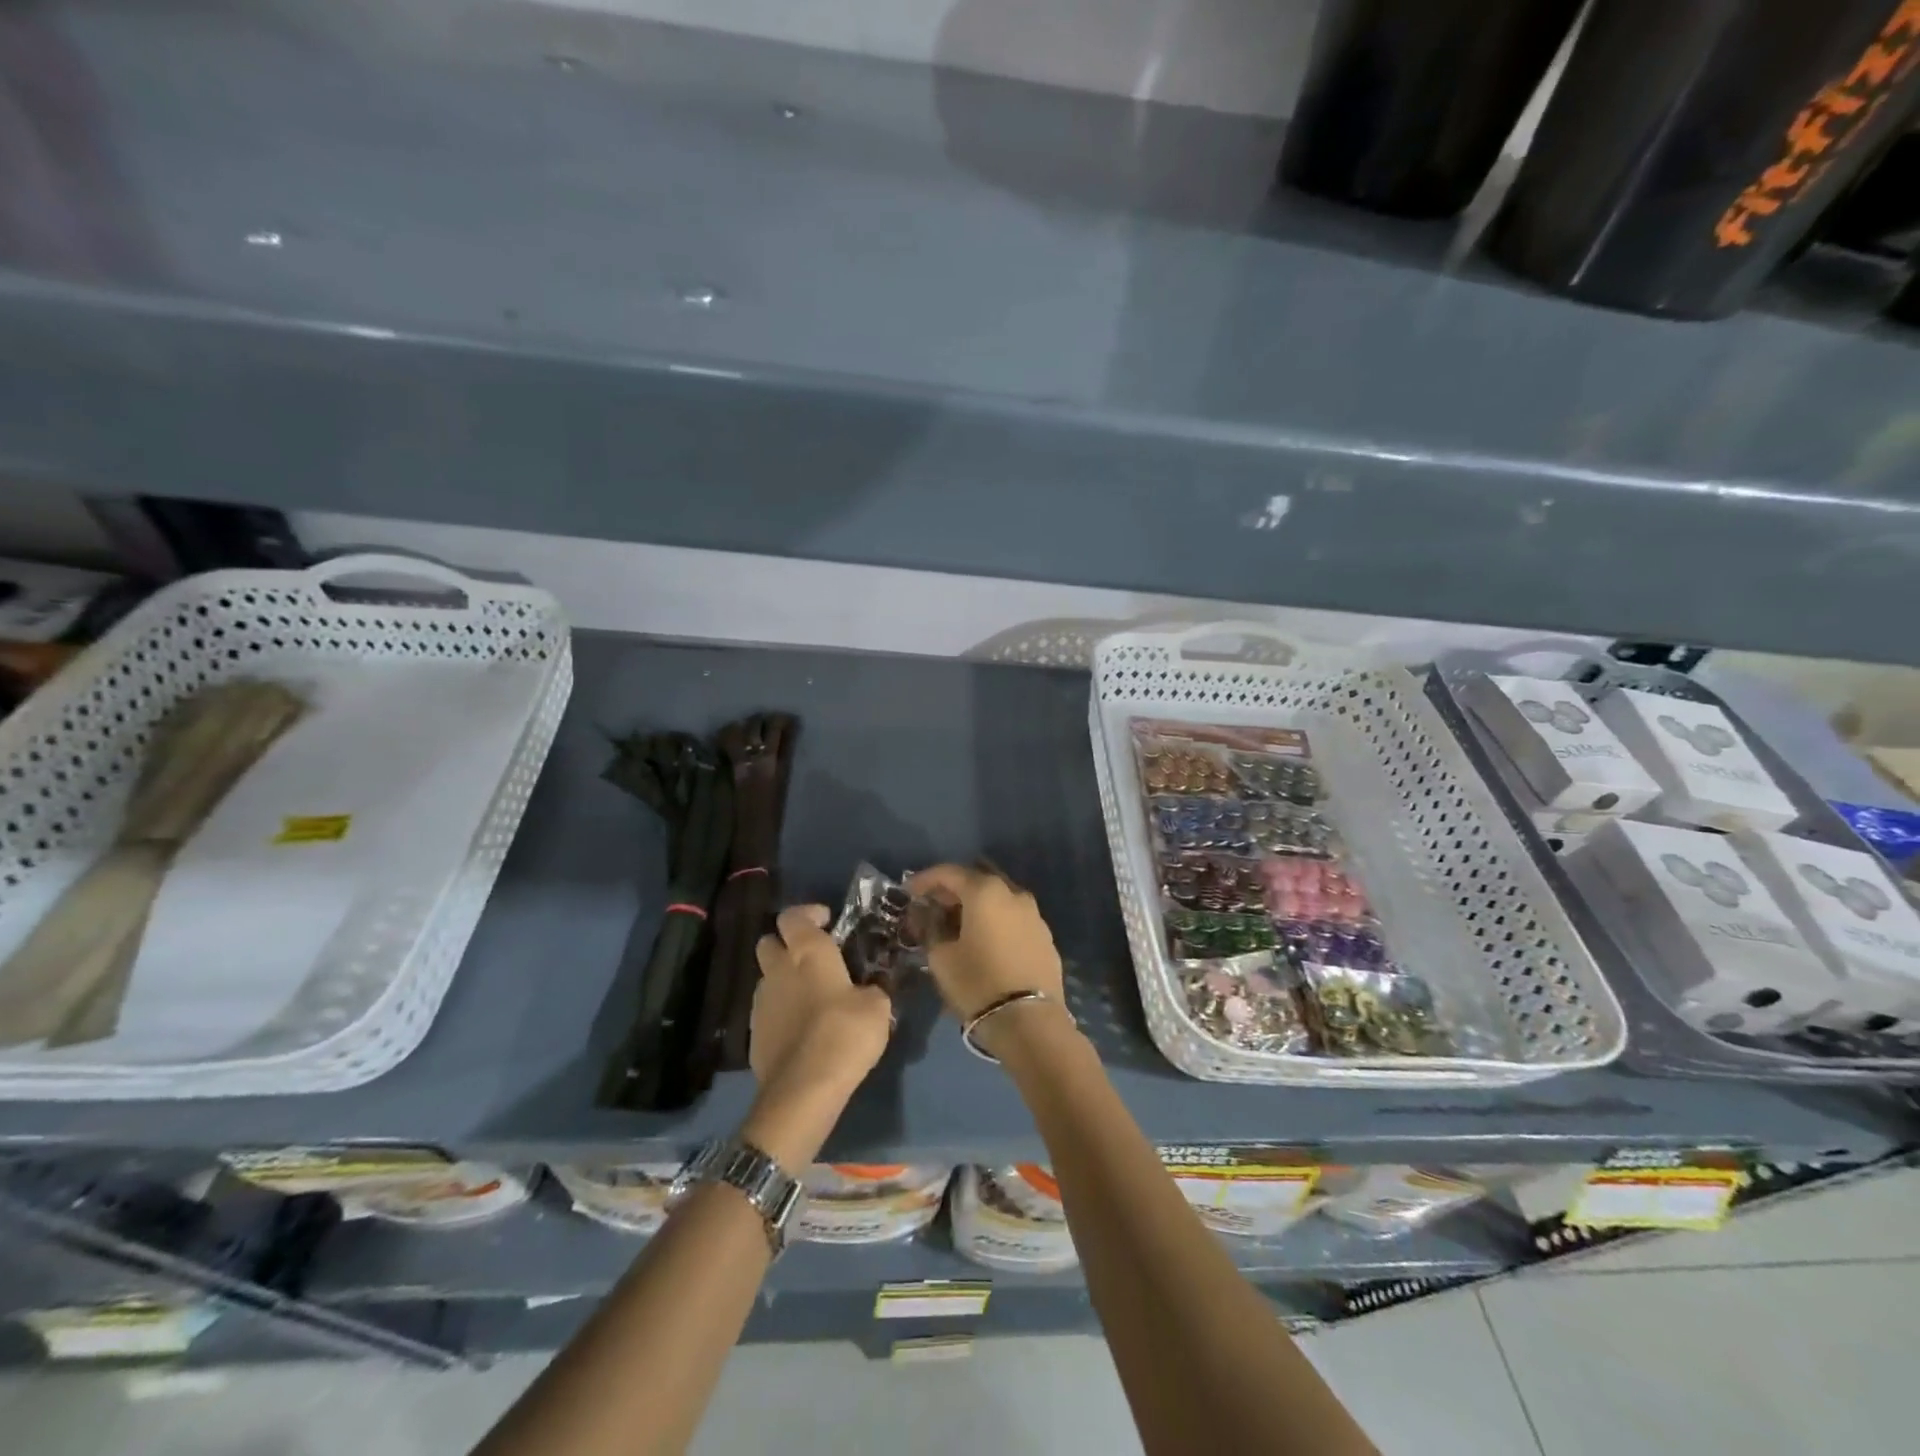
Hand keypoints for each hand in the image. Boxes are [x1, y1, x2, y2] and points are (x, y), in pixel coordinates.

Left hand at [749, 904, 893, 1099]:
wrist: (804, 1088)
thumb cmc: (845, 1033)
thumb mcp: (877, 1007)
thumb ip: (871, 989)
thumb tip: (868, 990)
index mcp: (807, 952)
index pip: (793, 915)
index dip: (808, 914)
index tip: (827, 922)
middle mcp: (778, 969)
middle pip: (769, 941)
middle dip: (787, 943)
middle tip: (813, 957)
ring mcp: (761, 1002)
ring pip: (767, 977)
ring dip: (784, 979)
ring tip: (811, 998)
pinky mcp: (753, 1033)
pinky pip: (767, 1010)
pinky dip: (781, 1011)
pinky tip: (802, 1029)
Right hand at [906, 864, 1064, 1021]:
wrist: (1030, 1022)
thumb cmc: (978, 983)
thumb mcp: (941, 957)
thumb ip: (930, 928)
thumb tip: (926, 914)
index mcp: (985, 892)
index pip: (949, 873)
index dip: (925, 879)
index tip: (908, 891)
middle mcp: (1013, 894)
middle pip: (976, 882)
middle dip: (951, 891)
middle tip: (931, 907)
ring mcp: (1034, 915)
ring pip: (998, 900)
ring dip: (975, 906)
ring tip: (956, 925)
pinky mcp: (1045, 937)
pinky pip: (1013, 919)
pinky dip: (995, 922)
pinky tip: (984, 940)